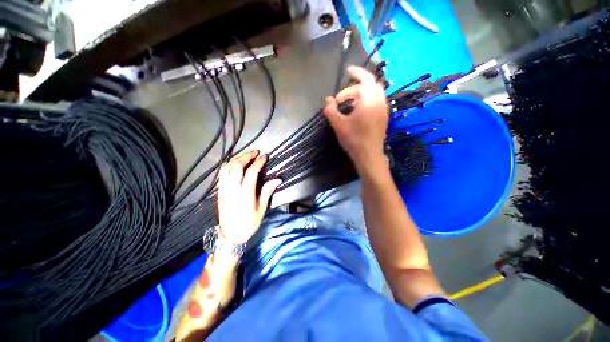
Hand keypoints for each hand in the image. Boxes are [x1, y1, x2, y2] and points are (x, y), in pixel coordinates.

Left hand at [217, 150, 281, 244]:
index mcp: (245, 194)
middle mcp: (232, 189)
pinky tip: (235, 163)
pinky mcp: (219, 191)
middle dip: (246, 156)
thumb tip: (277, 179)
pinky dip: (229, 165)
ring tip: (246, 154)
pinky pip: (222, 173)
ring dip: (237, 158)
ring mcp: (224, 189)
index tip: (264, 156)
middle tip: (255, 151)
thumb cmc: (248, 224)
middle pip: (237, 166)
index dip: (258, 162)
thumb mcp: (261, 210)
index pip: (251, 172)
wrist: (230, 236)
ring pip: (227, 168)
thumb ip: (267, 192)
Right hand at [323, 66, 388, 171]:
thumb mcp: (338, 124)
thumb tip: (327, 100)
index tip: (347, 71)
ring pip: (374, 95)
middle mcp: (379, 102)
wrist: (369, 155)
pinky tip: (357, 112)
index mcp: (369, 100)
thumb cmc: (354, 139)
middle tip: (342, 97)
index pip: (366, 78)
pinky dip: (366, 102)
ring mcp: (383, 110)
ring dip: (361, 95)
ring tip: (348, 104)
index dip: (357, 72)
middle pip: (370, 86)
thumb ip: (331, 110)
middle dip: (355, 87)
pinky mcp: (383, 118)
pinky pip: (376, 103)